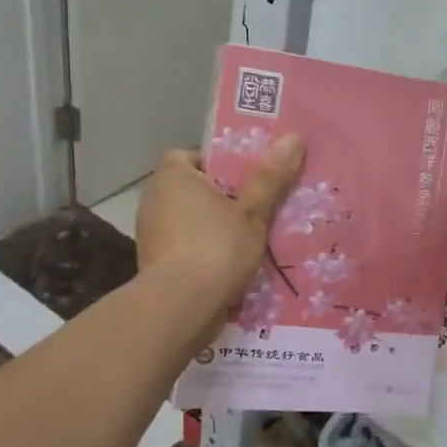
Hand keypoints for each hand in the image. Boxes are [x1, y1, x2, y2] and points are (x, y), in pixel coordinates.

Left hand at [136, 138, 304, 320]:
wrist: (180, 309)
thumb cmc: (216, 248)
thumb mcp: (252, 212)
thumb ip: (270, 177)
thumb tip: (294, 138)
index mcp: (172, 176)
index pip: (190, 156)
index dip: (218, 164)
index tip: (247, 179)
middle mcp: (154, 199)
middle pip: (194, 189)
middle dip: (222, 198)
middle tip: (258, 207)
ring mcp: (151, 234)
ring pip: (191, 221)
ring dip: (215, 228)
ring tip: (252, 239)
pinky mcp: (155, 264)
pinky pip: (186, 247)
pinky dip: (205, 252)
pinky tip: (233, 265)